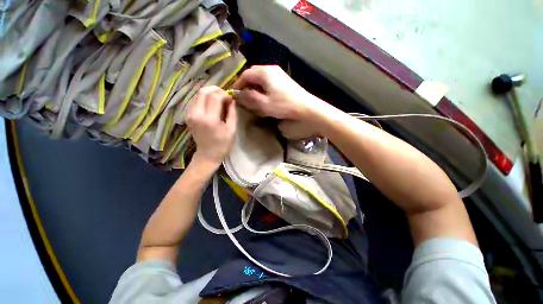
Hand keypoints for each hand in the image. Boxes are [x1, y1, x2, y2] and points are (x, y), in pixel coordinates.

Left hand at [187, 86, 236, 166]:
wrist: (207, 155)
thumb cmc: (223, 144)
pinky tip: (212, 105)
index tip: (231, 98)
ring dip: (210, 93)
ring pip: (198, 94)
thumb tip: (232, 100)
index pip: (215, 97)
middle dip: (216, 90)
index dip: (224, 94)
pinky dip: (205, 99)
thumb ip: (232, 113)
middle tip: (225, 95)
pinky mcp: (188, 115)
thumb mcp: (232, 129)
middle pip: (204, 91)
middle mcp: (197, 114)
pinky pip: (196, 101)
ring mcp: (190, 114)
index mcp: (210, 119)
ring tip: (219, 100)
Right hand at [233, 65, 324, 120]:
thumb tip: (238, 94)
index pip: (246, 75)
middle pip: (253, 74)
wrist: (305, 107)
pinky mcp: (284, 80)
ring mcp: (279, 73)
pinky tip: (264, 96)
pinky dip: (262, 87)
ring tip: (252, 97)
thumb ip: (249, 98)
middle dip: (246, 84)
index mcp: (264, 72)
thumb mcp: (264, 104)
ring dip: (254, 86)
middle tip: (243, 96)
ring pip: (261, 77)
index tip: (234, 95)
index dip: (238, 85)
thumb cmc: (284, 105)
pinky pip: (268, 80)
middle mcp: (271, 69)